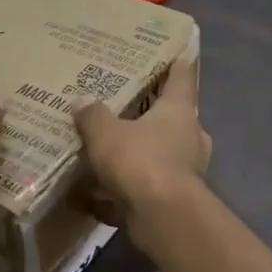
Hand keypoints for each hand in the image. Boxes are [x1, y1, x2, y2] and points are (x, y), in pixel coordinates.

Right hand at [73, 60, 211, 230]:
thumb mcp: (106, 133)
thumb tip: (81, 100)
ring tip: (111, 151)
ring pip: (162, 154)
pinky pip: (148, 187)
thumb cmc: (140, 161)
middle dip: (153, 114)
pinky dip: (126, 190)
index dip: (177, 65)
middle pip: (174, 118)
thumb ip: (93, 116)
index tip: (176, 54)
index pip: (182, 78)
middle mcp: (190, 136)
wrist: (163, 217)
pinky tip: (95, 196)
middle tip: (128, 107)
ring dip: (142, 153)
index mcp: (179, 111)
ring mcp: (187, 170)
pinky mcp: (176, 200)